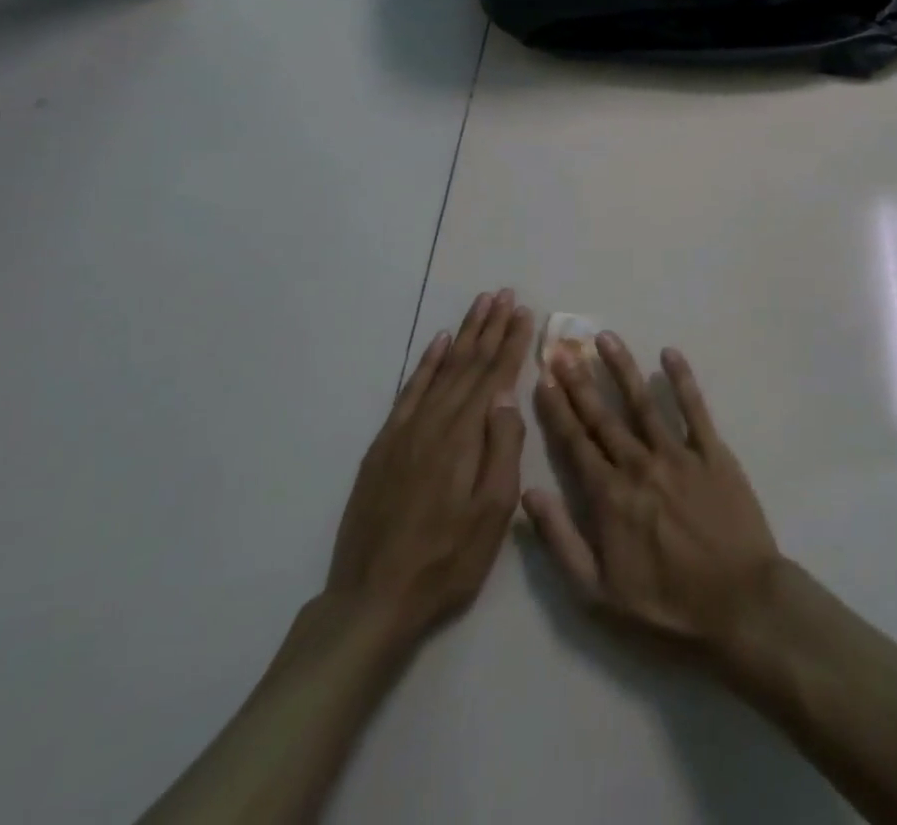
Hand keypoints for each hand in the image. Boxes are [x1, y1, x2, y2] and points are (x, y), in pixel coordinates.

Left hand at [324, 290, 533, 649]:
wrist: (372, 601)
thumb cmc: (447, 560)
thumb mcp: (493, 513)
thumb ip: (503, 449)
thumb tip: (507, 395)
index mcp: (464, 436)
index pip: (493, 375)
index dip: (511, 342)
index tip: (524, 312)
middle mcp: (434, 422)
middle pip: (468, 364)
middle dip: (489, 327)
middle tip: (505, 294)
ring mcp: (405, 431)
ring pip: (441, 370)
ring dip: (462, 335)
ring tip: (479, 305)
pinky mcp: (384, 446)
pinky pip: (409, 391)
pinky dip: (426, 364)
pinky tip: (437, 344)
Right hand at [523, 336, 781, 658]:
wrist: (738, 601)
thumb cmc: (666, 603)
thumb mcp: (598, 592)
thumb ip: (560, 541)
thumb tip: (528, 495)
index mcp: (609, 496)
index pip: (575, 442)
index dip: (557, 408)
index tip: (542, 378)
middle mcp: (639, 464)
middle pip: (603, 415)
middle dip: (579, 380)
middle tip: (561, 347)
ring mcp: (678, 453)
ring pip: (643, 401)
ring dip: (622, 367)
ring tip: (605, 337)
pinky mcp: (713, 451)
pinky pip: (694, 408)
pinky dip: (682, 378)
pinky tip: (670, 353)